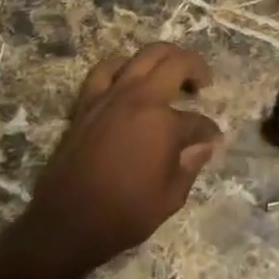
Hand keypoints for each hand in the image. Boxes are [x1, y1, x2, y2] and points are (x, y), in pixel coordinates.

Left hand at [18, 43, 221, 271]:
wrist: (66, 223)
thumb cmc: (123, 214)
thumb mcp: (170, 198)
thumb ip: (191, 164)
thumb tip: (205, 144)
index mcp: (165, 123)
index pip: (198, 120)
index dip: (209, 131)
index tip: (213, 139)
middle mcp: (141, 99)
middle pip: (177, 64)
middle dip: (197, 68)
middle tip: (203, 83)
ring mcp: (112, 96)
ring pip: (145, 55)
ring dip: (166, 57)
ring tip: (172, 71)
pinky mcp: (88, 102)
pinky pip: (106, 69)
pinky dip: (123, 66)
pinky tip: (129, 75)